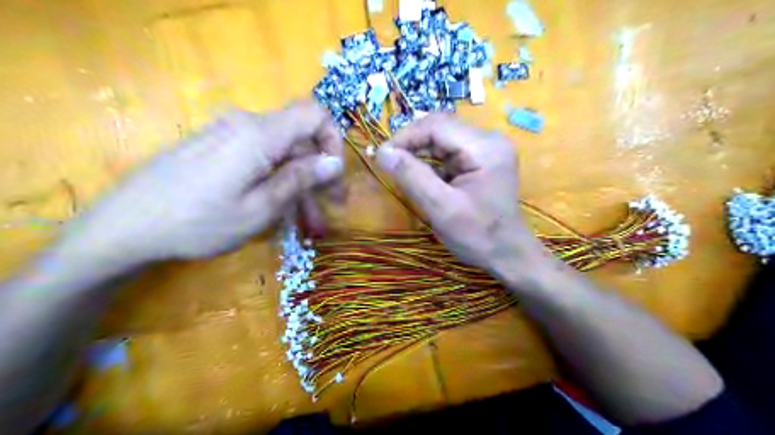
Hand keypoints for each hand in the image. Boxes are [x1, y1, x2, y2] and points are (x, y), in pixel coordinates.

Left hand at [56, 101, 341, 265]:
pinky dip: (276, 181)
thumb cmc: (198, 222)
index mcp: (260, 135)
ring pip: (280, 154)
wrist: (125, 225)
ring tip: (307, 224)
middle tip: (328, 210)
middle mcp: (246, 125)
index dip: (333, 140)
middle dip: (318, 173)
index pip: (314, 114)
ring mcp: (228, 135)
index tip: (334, 175)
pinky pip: (259, 159)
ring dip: (298, 184)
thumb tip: (335, 162)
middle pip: (298, 139)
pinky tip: (278, 210)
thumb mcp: (259, 209)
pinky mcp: (216, 147)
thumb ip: (299, 180)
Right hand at [376, 113, 542, 272]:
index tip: (381, 156)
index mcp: (484, 147)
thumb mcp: (441, 208)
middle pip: (439, 128)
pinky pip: (448, 151)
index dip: (405, 137)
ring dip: (419, 152)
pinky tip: (421, 177)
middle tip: (388, 163)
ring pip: (442, 139)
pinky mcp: (481, 159)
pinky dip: (430, 161)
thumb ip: (412, 177)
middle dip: (411, 144)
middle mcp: (488, 139)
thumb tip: (382, 152)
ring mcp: (486, 148)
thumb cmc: (478, 236)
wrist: (508, 254)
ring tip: (401, 170)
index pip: (436, 125)